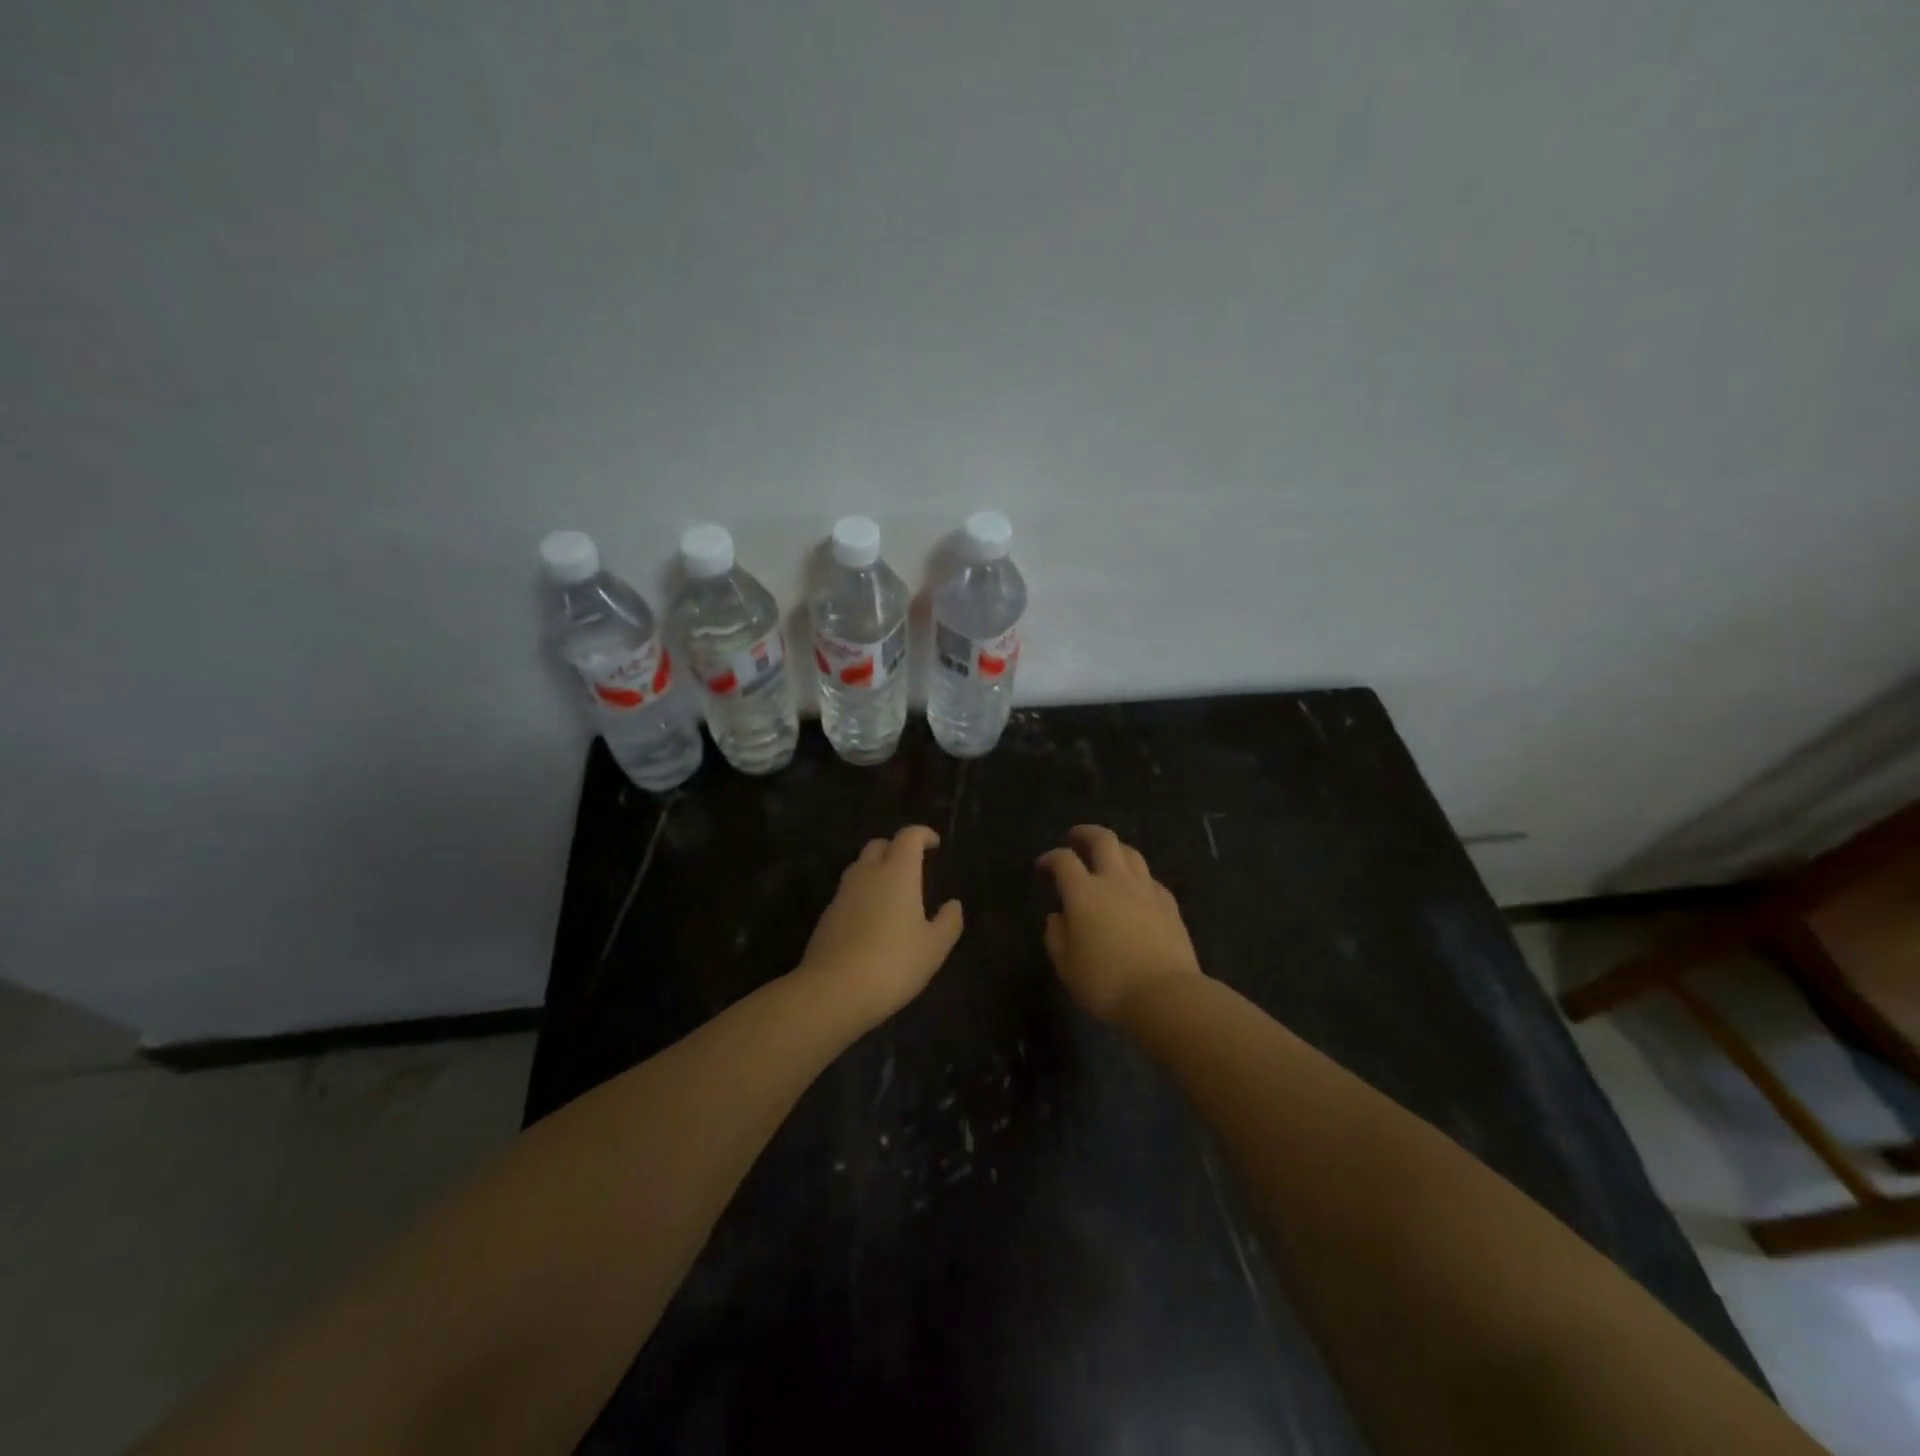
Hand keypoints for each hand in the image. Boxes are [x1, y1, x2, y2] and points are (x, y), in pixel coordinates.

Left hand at [797, 826, 963, 1025]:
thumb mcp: (933, 948)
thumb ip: (948, 922)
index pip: (908, 836)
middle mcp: (867, 874)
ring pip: (860, 867)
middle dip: (896, 848)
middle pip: (879, 845)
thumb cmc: (893, 964)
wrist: (833, 991)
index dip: (923, 834)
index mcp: (897, 873)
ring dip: (877, 870)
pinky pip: (848, 892)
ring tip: (893, 893)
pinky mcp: (827, 915)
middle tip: (913, 866)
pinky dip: (863, 894)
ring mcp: (842, 894)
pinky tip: (872, 920)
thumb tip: (953, 904)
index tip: (935, 844)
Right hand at [1036, 825, 1202, 1023]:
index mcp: (1084, 893)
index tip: (1042, 866)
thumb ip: (1056, 935)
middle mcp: (1115, 881)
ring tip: (1106, 857)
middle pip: (1102, 840)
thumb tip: (1058, 916)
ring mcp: (1146, 890)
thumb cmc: (1106, 983)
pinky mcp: (1169, 904)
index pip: (1063, 860)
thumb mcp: (1066, 965)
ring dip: (1114, 849)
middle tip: (1075, 838)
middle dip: (1085, 833)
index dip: (1050, 858)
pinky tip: (1135, 889)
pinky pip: (1150, 878)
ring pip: (1131, 853)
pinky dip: (1137, 876)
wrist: (1164, 995)